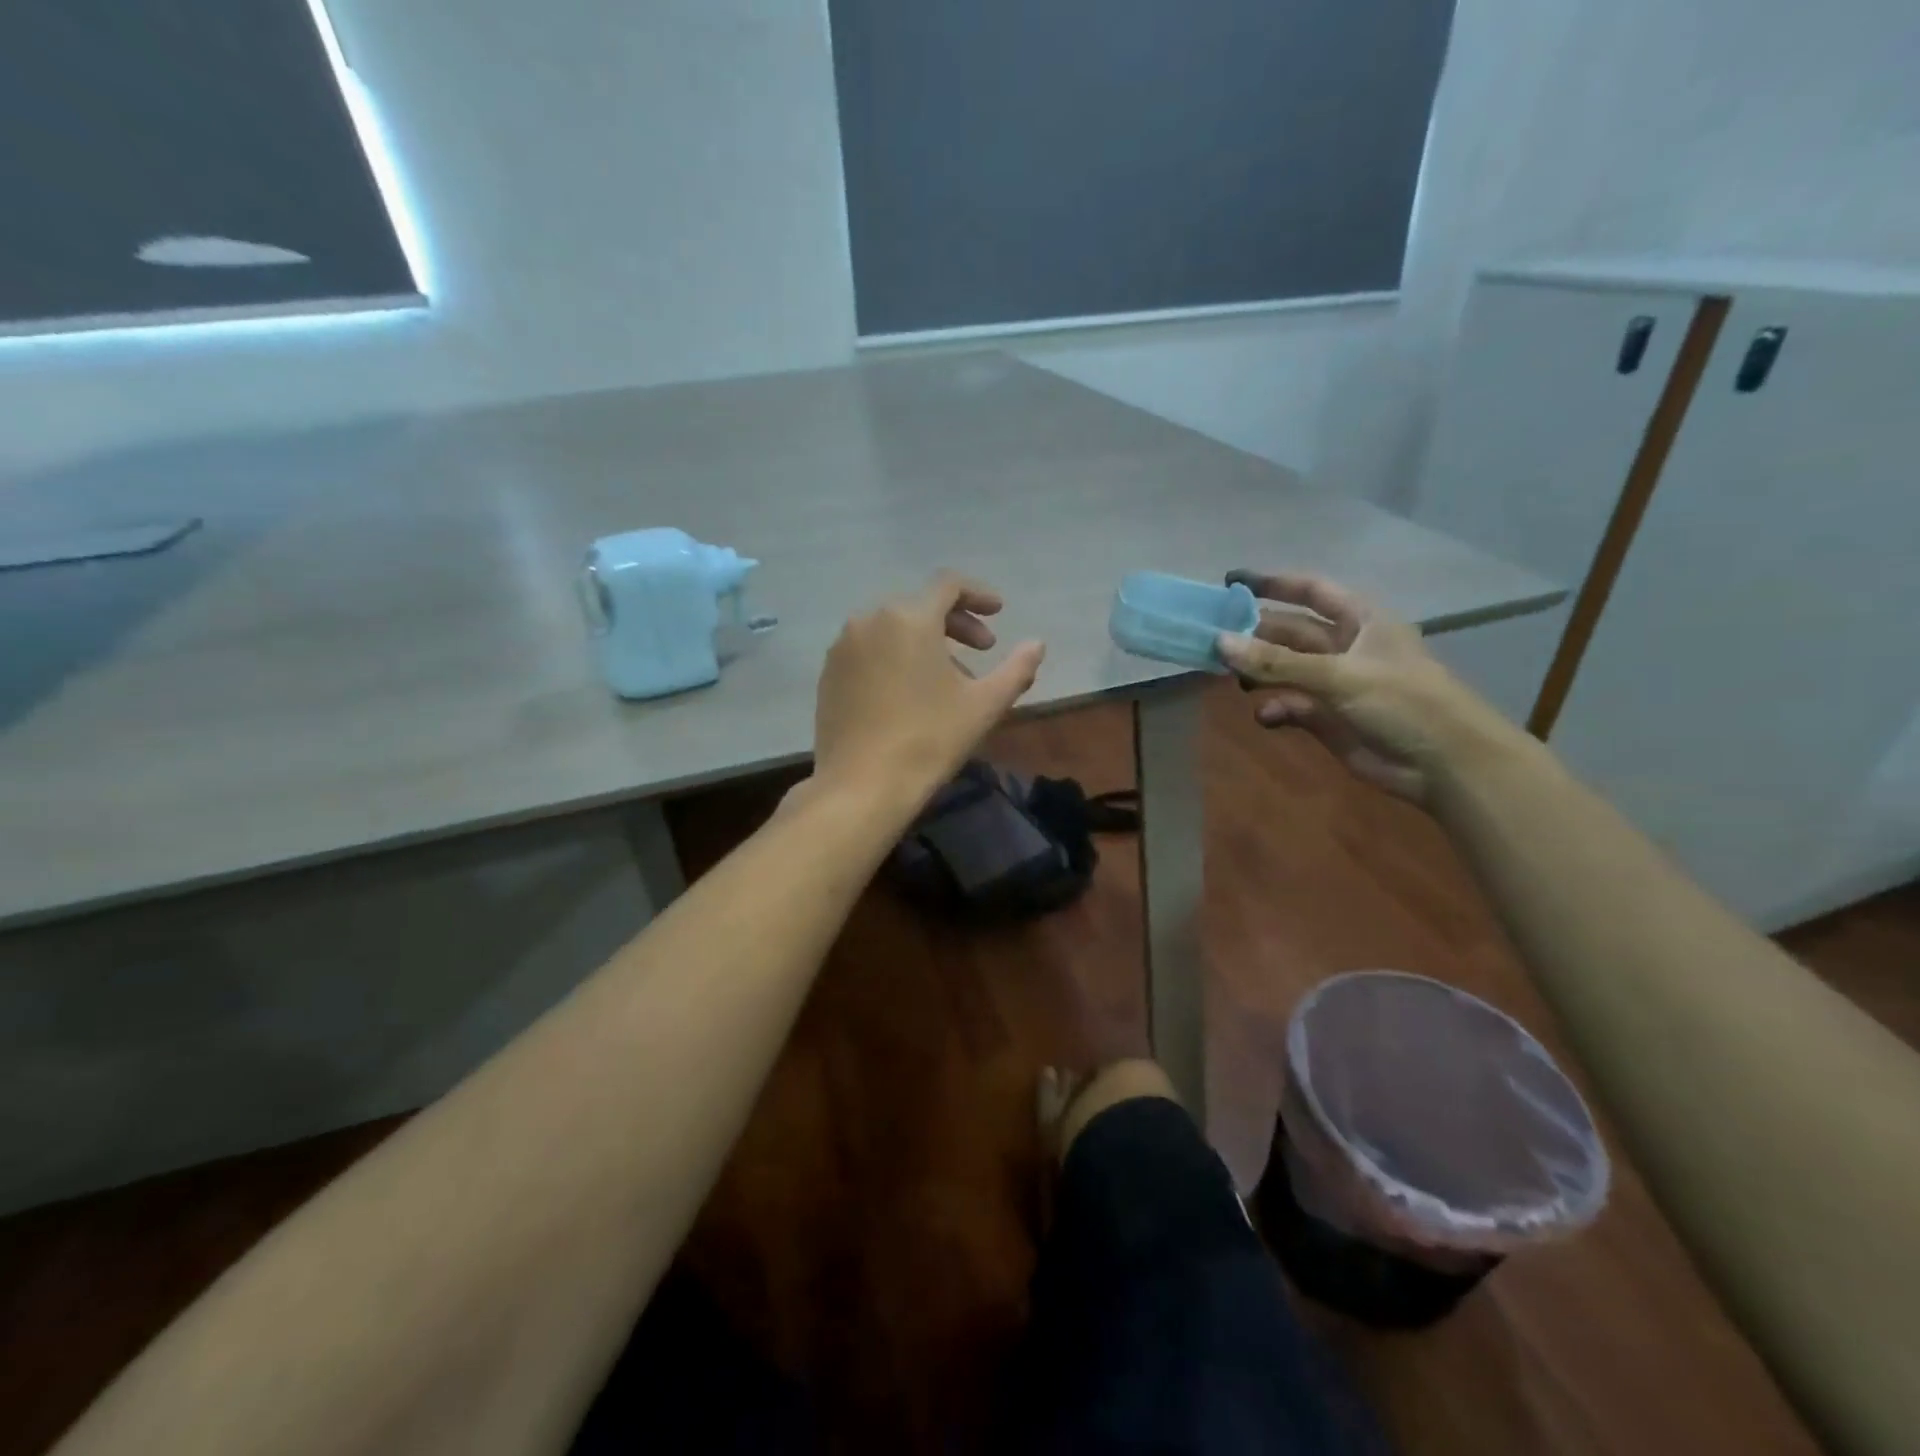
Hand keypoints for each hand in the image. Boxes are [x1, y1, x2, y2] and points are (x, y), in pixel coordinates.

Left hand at [812, 573, 1045, 807]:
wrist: (861, 785)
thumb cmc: (929, 740)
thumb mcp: (984, 705)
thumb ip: (1017, 669)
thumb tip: (1037, 644)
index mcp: (909, 618)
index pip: (948, 585)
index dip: (978, 594)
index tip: (998, 614)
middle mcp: (870, 620)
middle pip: (920, 605)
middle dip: (956, 622)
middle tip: (982, 649)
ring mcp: (843, 646)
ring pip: (892, 628)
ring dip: (925, 641)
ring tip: (948, 677)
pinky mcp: (829, 673)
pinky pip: (869, 649)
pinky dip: (895, 656)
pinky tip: (909, 692)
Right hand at [1217, 572, 1520, 803]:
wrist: (1445, 764)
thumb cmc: (1403, 701)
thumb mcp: (1338, 674)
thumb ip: (1276, 661)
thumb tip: (1219, 641)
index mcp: (1361, 621)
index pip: (1311, 590)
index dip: (1273, 583)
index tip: (1231, 581)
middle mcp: (1345, 647)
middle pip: (1290, 632)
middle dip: (1255, 634)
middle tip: (1212, 638)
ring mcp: (1335, 684)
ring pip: (1285, 670)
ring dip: (1260, 672)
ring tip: (1230, 677)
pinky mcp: (1328, 718)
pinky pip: (1290, 706)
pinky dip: (1275, 709)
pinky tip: (1265, 716)